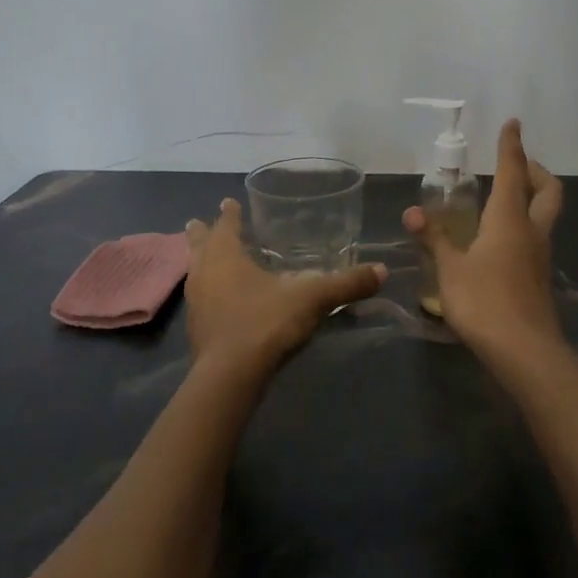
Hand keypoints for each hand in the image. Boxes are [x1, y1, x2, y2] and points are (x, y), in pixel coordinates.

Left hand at [184, 198, 386, 374]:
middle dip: (202, 233)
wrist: (230, 376)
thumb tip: (382, 271)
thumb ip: (346, 285)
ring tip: (207, 258)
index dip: (229, 213)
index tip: (229, 201)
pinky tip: (219, 299)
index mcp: (225, 255)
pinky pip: (199, 297)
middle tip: (199, 222)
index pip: (226, 224)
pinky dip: (207, 290)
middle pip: (199, 244)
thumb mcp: (312, 299)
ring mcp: (195, 301)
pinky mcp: (196, 328)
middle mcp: (204, 272)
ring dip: (201, 261)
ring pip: (195, 271)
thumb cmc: (265, 322)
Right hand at [403, 119, 564, 364]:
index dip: (512, 146)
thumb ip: (434, 238)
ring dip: (532, 197)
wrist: (524, 351)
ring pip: (545, 214)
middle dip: (535, 170)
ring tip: (504, 199)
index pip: (513, 171)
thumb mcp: (450, 269)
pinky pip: (537, 237)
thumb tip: (412, 211)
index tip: (513, 124)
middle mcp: (531, 231)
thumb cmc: (484, 301)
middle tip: (516, 165)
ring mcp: (540, 255)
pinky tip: (501, 240)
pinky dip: (524, 224)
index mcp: (509, 219)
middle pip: (548, 190)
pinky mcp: (539, 277)